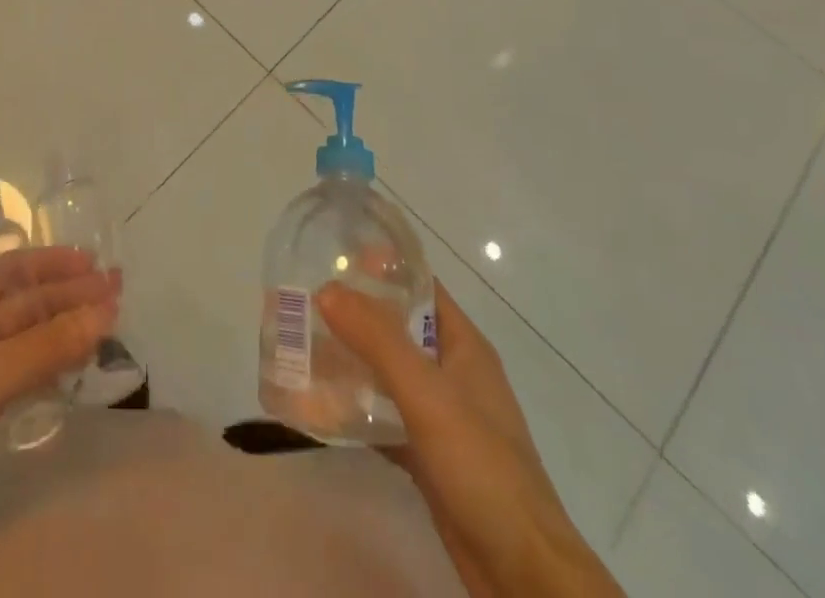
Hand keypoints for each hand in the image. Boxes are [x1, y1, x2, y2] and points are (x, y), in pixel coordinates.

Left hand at [0, 248, 119, 596]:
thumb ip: (44, 347)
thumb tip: (106, 312)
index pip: (7, 270)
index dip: (51, 263)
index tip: (94, 262)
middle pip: (19, 304)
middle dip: (66, 297)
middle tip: (116, 291)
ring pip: (21, 340)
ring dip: (62, 330)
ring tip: (109, 322)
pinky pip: (17, 374)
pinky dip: (48, 365)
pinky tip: (78, 362)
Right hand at [317, 282, 623, 597]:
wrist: (523, 574)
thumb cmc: (482, 466)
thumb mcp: (427, 394)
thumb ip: (377, 340)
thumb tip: (326, 289)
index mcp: (463, 345)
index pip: (420, 286)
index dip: (381, 267)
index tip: (333, 257)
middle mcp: (452, 373)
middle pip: (397, 329)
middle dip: (354, 316)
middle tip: (304, 304)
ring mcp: (442, 417)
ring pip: (387, 374)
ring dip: (350, 362)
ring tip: (301, 348)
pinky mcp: (429, 456)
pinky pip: (385, 418)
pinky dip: (355, 409)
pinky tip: (319, 407)